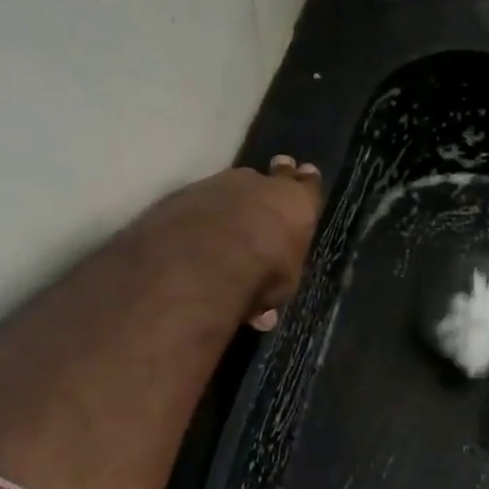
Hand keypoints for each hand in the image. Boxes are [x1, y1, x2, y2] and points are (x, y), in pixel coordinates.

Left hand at [140, 156, 321, 329]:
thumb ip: (275, 285)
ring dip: (232, 201)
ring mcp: (216, 185)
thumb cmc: (260, 276)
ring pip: (230, 187)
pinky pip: (196, 202)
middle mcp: (259, 184)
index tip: (305, 175)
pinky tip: (191, 232)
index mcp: (295, 202)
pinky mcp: (180, 196)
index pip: (308, 185)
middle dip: (273, 179)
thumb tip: (264, 313)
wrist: (199, 265)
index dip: (306, 185)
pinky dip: (198, 215)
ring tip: (227, 219)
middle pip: (269, 176)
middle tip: (274, 174)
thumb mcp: (280, 288)